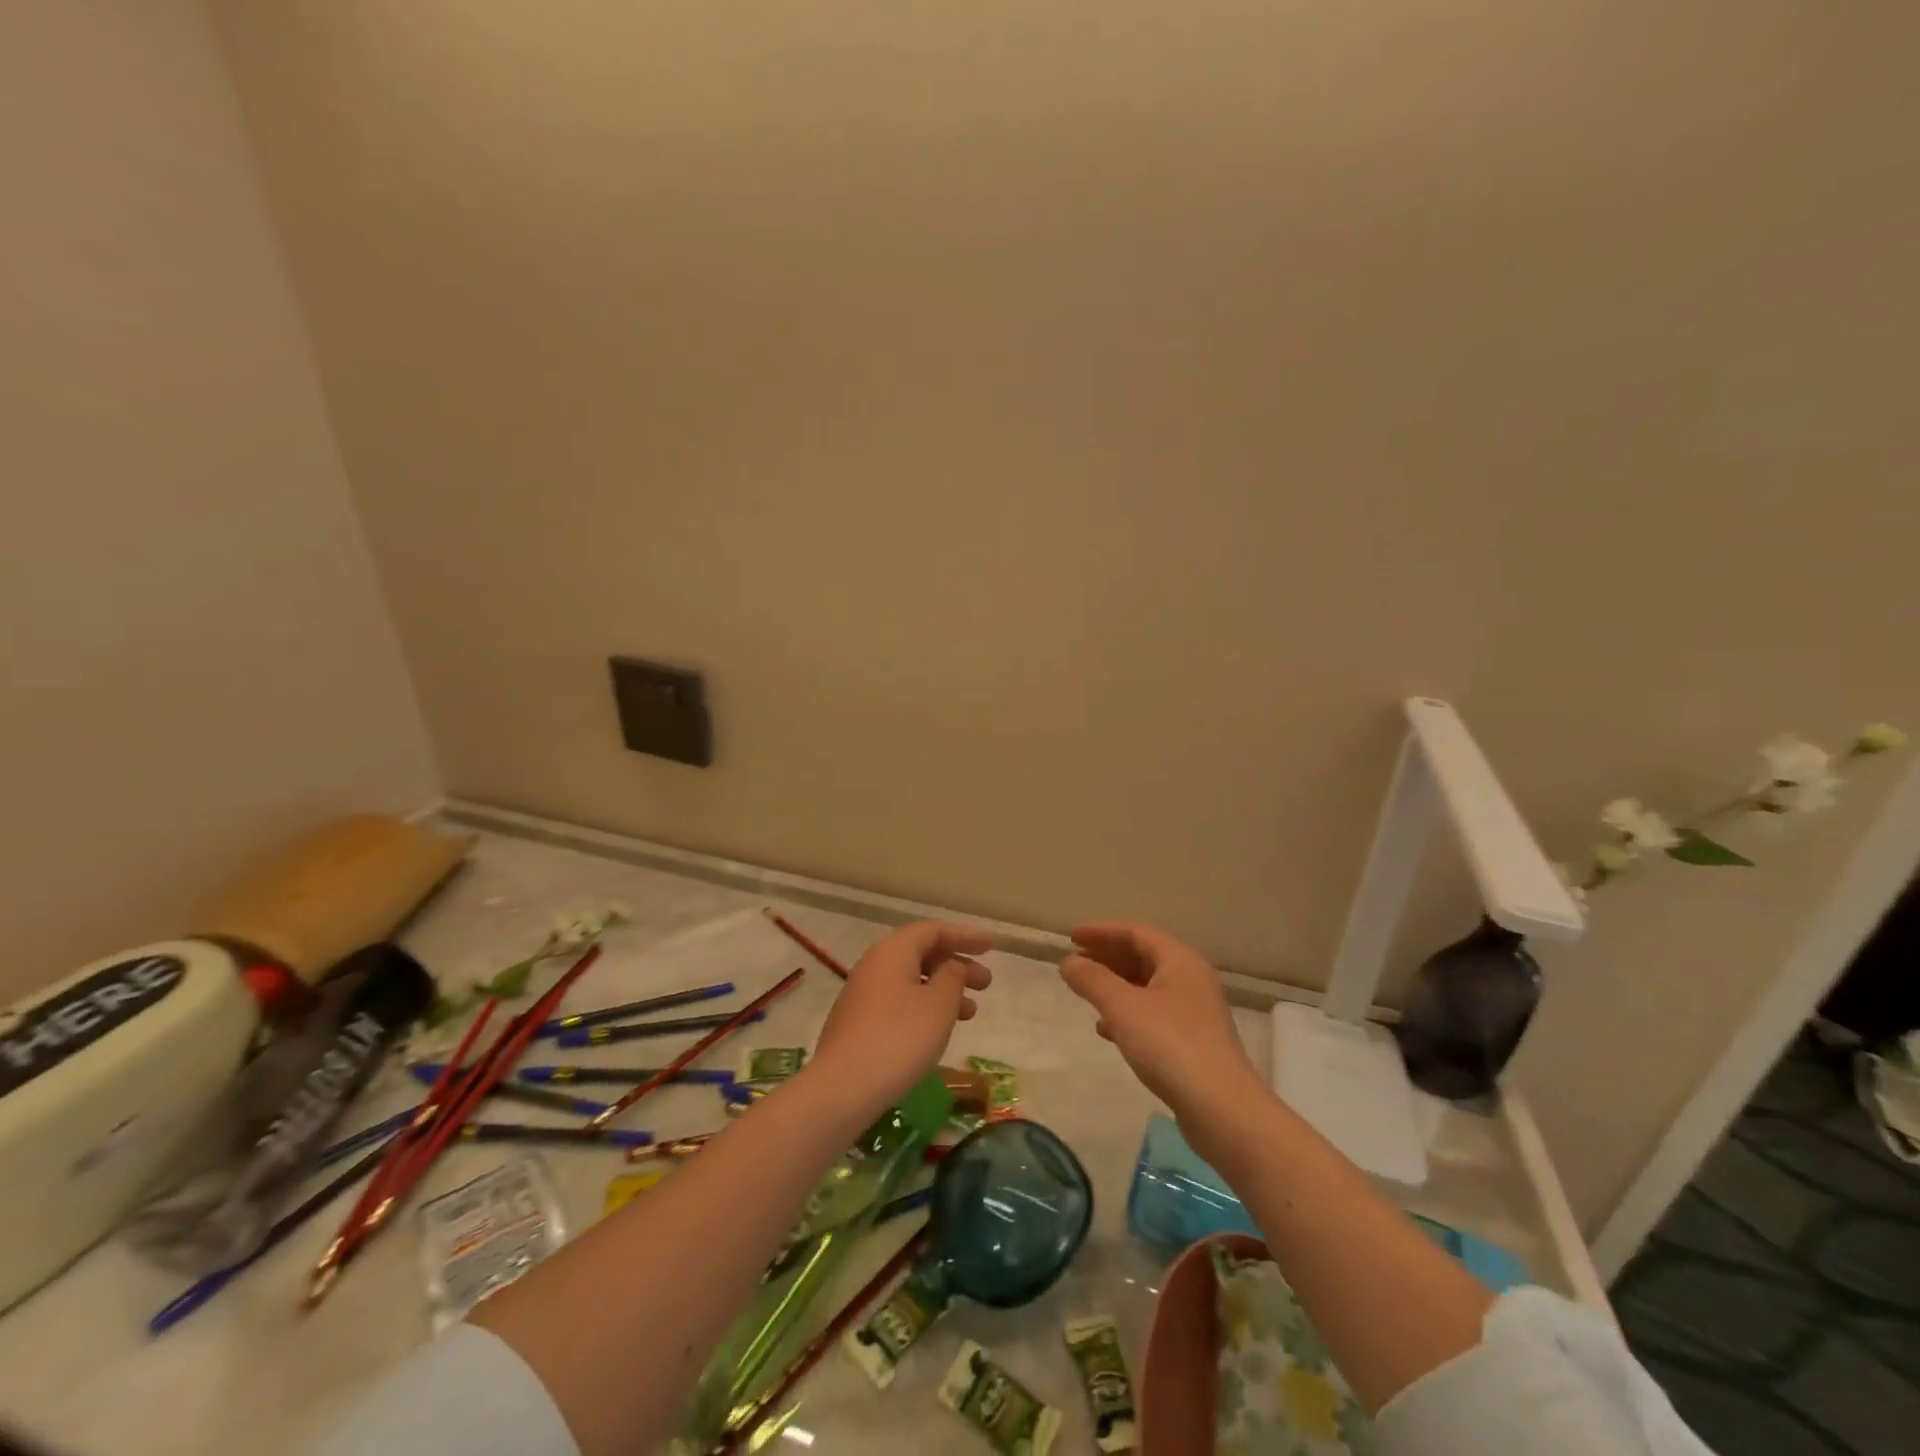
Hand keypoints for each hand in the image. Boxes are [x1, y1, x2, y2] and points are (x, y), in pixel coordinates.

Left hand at [811, 920, 993, 1112]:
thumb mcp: (938, 1004)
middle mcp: (874, 965)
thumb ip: (953, 977)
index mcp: (893, 951)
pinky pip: (899, 1002)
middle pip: (921, 954)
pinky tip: (938, 1031)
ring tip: (971, 1013)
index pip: (933, 930)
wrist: (842, 1088)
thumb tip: (951, 966)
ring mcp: (863, 994)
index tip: (991, 948)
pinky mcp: (858, 1022)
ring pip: (911, 980)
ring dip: (944, 990)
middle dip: (957, 965)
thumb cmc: (899, 1038)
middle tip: (986, 983)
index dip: (964, 936)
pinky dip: (925, 1007)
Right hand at [1059, 922, 1264, 1129]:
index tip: (1072, 937)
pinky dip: (1128, 1013)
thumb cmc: (1170, 1045)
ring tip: (1086, 993)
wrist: (1222, 1109)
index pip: (1136, 933)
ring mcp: (1194, 1011)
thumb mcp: (1123, 1008)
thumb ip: (1092, 980)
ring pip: (1148, 986)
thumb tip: (1068, 961)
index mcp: (1180, 960)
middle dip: (1107, 957)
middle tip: (1076, 962)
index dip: (1102, 931)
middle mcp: (1191, 979)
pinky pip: (1153, 1013)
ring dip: (1116, 985)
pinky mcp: (1193, 1041)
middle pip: (1143, 956)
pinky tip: (1106, 1029)